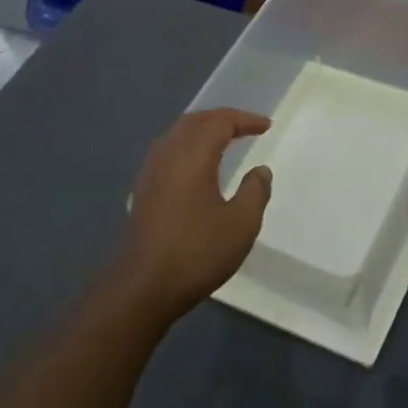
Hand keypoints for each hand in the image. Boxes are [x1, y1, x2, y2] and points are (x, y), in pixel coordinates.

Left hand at [111, 108, 272, 326]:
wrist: (142, 288)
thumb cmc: (196, 252)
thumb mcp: (241, 224)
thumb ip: (255, 192)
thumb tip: (260, 170)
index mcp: (192, 157)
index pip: (219, 122)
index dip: (244, 119)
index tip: (266, 126)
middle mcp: (167, 156)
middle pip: (194, 122)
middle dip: (221, 119)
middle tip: (246, 127)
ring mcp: (150, 174)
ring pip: (176, 136)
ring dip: (202, 131)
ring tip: (224, 141)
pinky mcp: (142, 193)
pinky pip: (167, 153)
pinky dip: (188, 148)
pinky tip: (196, 168)